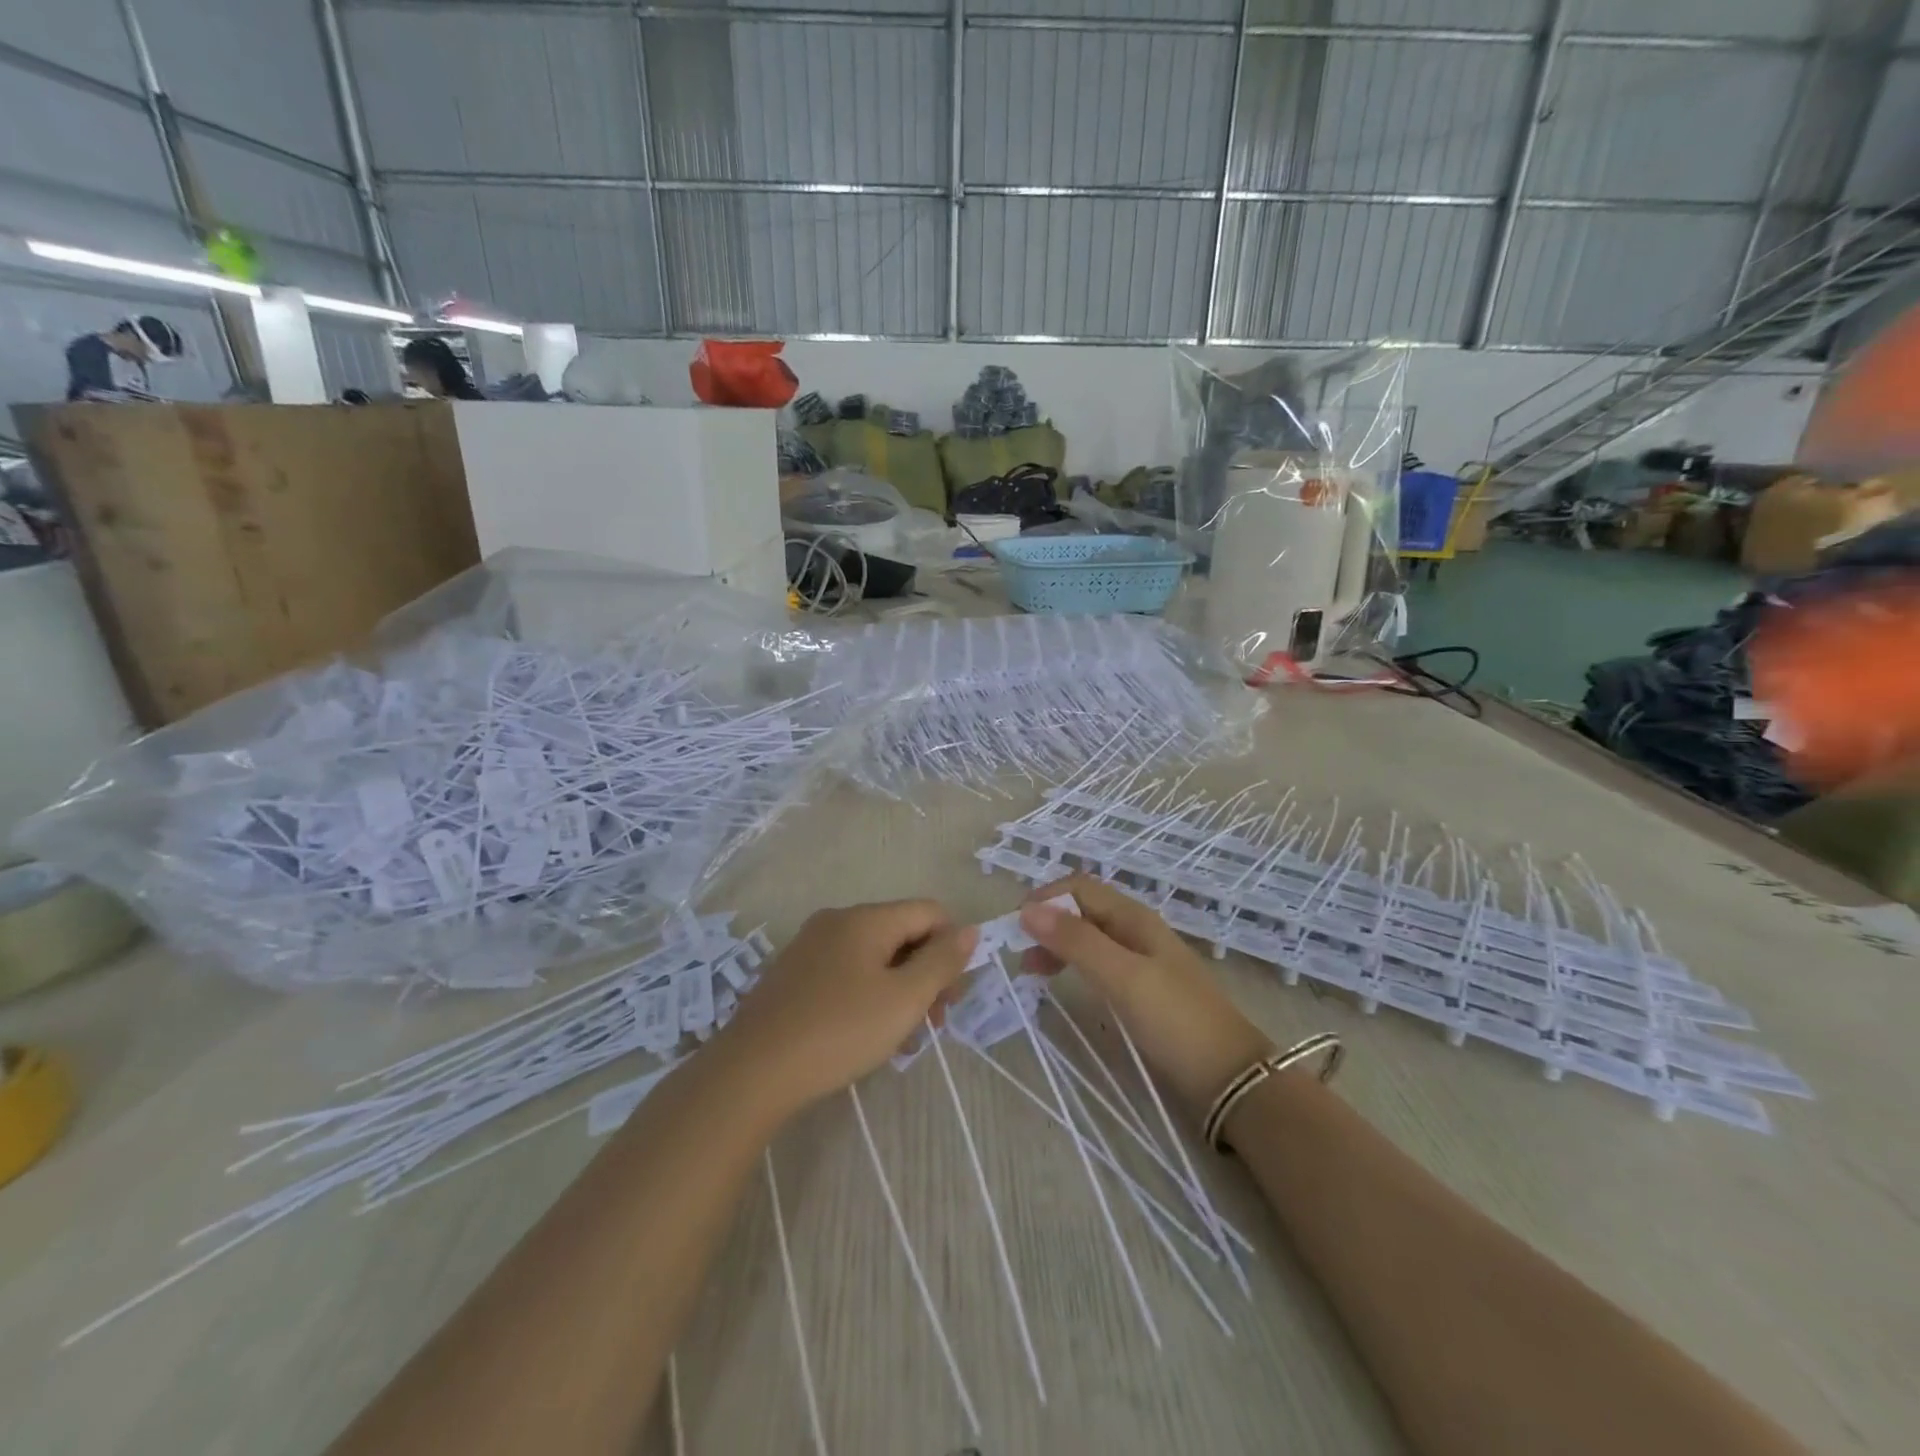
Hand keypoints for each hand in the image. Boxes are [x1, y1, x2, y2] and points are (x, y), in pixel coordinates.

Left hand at [716, 900, 977, 1113]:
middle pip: (902, 933)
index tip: (950, 998)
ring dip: (898, 990)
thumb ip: (942, 961)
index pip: (929, 912)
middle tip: (932, 1023)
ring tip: (900, 1039)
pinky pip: (846, 972)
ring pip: (874, 957)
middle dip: (925, 973)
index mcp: (866, 918)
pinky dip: (867, 995)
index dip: (951, 948)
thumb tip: (969, 929)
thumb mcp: (904, 999)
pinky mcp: (793, 974)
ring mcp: (810, 946)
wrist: (752, 1071)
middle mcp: (837, 921)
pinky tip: (865, 1035)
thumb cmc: (839, 1031)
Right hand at [1020, 875, 1271, 1117]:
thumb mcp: (1122, 977)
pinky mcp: (1143, 987)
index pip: (1078, 887)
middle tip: (1017, 953)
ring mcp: (1141, 958)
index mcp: (1133, 917)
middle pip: (1081, 909)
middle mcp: (1135, 929)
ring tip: (1031, 970)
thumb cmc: (1176, 1020)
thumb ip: (1076, 942)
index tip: (1014, 928)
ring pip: (1088, 935)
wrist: (1231, 1076)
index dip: (1044, 899)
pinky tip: (1063, 982)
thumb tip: (1027, 909)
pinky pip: (1099, 960)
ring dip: (1056, 943)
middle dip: (1046, 921)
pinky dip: (1073, 963)